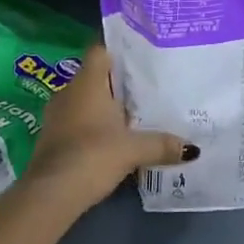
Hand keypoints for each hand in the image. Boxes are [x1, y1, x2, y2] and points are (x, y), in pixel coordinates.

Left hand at [21, 46, 193, 220]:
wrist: (51, 194)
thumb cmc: (93, 155)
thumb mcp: (134, 150)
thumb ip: (162, 144)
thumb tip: (193, 148)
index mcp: (87, 83)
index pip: (100, 50)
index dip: (118, 49)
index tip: (140, 55)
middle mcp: (69, 92)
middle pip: (95, 75)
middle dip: (117, 82)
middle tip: (145, 87)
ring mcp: (56, 115)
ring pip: (84, 99)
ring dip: (104, 106)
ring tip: (133, 113)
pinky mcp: (51, 138)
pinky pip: (76, 120)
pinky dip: (92, 125)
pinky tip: (111, 138)